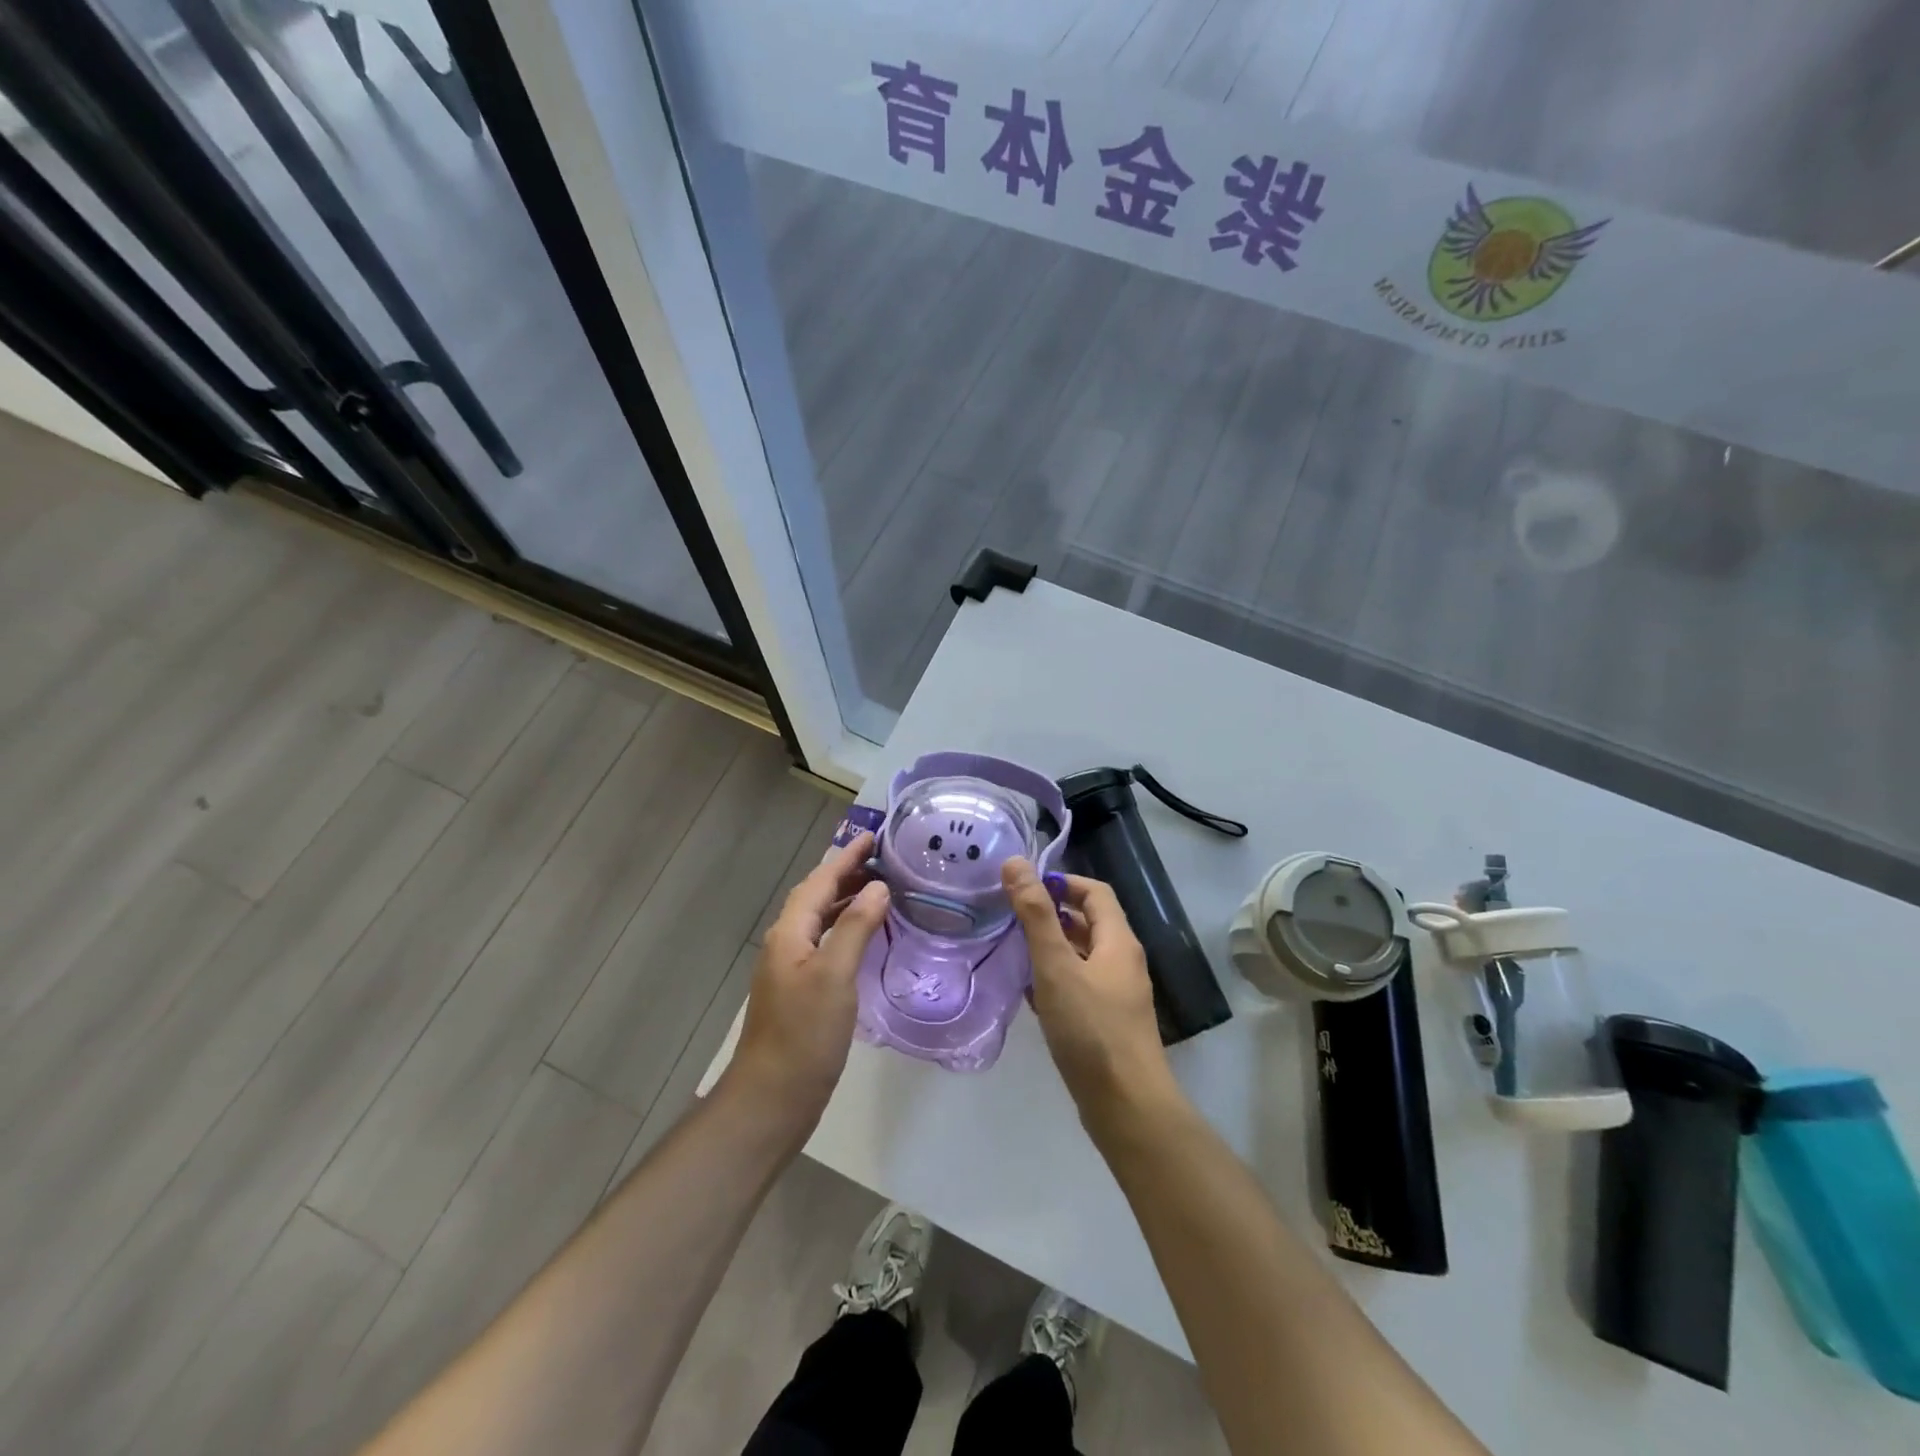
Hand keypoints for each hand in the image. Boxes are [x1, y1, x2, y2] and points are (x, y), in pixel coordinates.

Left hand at [729, 831, 889, 1123]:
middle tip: (884, 859)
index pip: (820, 881)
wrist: (773, 1098)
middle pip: (817, 896)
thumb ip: (856, 926)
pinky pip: (826, 943)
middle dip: (847, 873)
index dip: (847, 857)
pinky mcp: (801, 991)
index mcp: (790, 933)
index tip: (874, 836)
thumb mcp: (835, 975)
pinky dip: (847, 929)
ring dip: (847, 900)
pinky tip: (867, 937)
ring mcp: (791, 968)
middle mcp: (787, 943)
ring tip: (881, 889)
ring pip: (821, 920)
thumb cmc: (804, 1034)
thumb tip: (877, 886)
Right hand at [1003, 858, 1175, 1131]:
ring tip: (1014, 950)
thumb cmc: (1091, 1029)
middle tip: (1012, 917)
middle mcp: (1122, 962)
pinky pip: (1080, 986)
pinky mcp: (1108, 1023)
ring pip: (1082, 957)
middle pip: (1089, 923)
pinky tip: (1030, 994)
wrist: (1126, 1106)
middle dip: (1052, 915)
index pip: (1095, 892)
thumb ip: (1036, 915)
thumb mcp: (1056, 966)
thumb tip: (1016, 863)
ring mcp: (1118, 995)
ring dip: (1052, 948)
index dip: (1062, 882)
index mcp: (1118, 941)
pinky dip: (1056, 980)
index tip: (1025, 887)